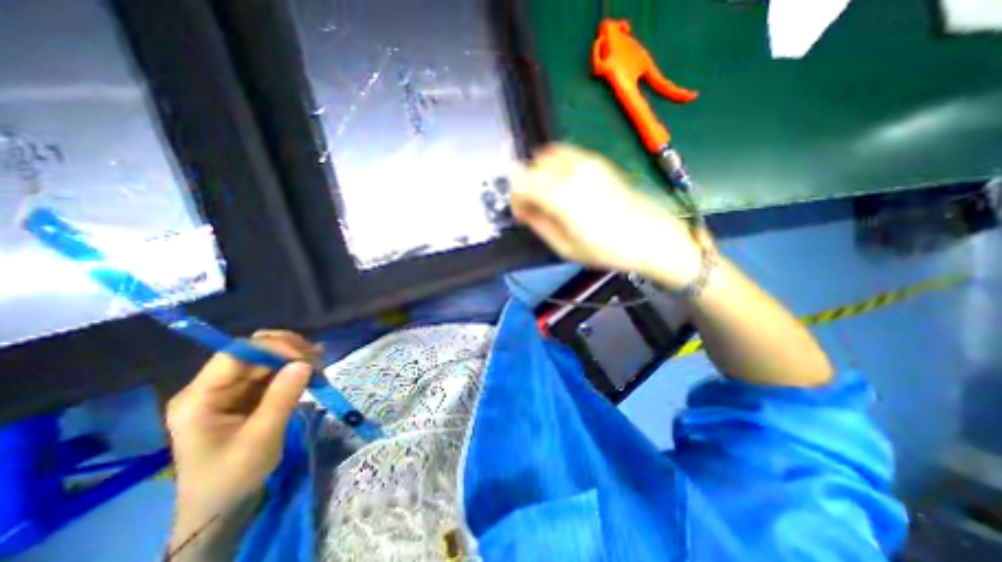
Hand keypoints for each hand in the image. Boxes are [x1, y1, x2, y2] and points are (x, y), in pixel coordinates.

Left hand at [164, 331, 318, 546]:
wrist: (223, 507)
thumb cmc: (233, 477)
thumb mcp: (260, 439)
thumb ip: (281, 398)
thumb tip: (305, 362)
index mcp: (200, 397)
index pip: (236, 354)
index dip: (272, 347)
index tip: (305, 356)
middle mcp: (214, 386)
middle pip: (254, 351)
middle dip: (289, 350)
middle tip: (318, 359)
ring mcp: (233, 389)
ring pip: (268, 358)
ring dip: (297, 357)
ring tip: (320, 366)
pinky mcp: (250, 393)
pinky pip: (276, 370)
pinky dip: (297, 367)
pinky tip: (315, 370)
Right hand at [513, 145, 698, 289]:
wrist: (647, 236)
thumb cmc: (606, 249)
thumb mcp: (564, 247)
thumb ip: (537, 223)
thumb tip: (523, 208)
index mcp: (561, 196)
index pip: (521, 183)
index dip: (515, 198)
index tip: (520, 213)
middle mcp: (571, 171)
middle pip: (531, 167)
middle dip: (525, 187)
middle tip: (532, 208)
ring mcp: (586, 161)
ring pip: (545, 156)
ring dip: (539, 174)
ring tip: (547, 196)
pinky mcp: (596, 160)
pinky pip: (564, 154)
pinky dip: (553, 166)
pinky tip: (561, 185)